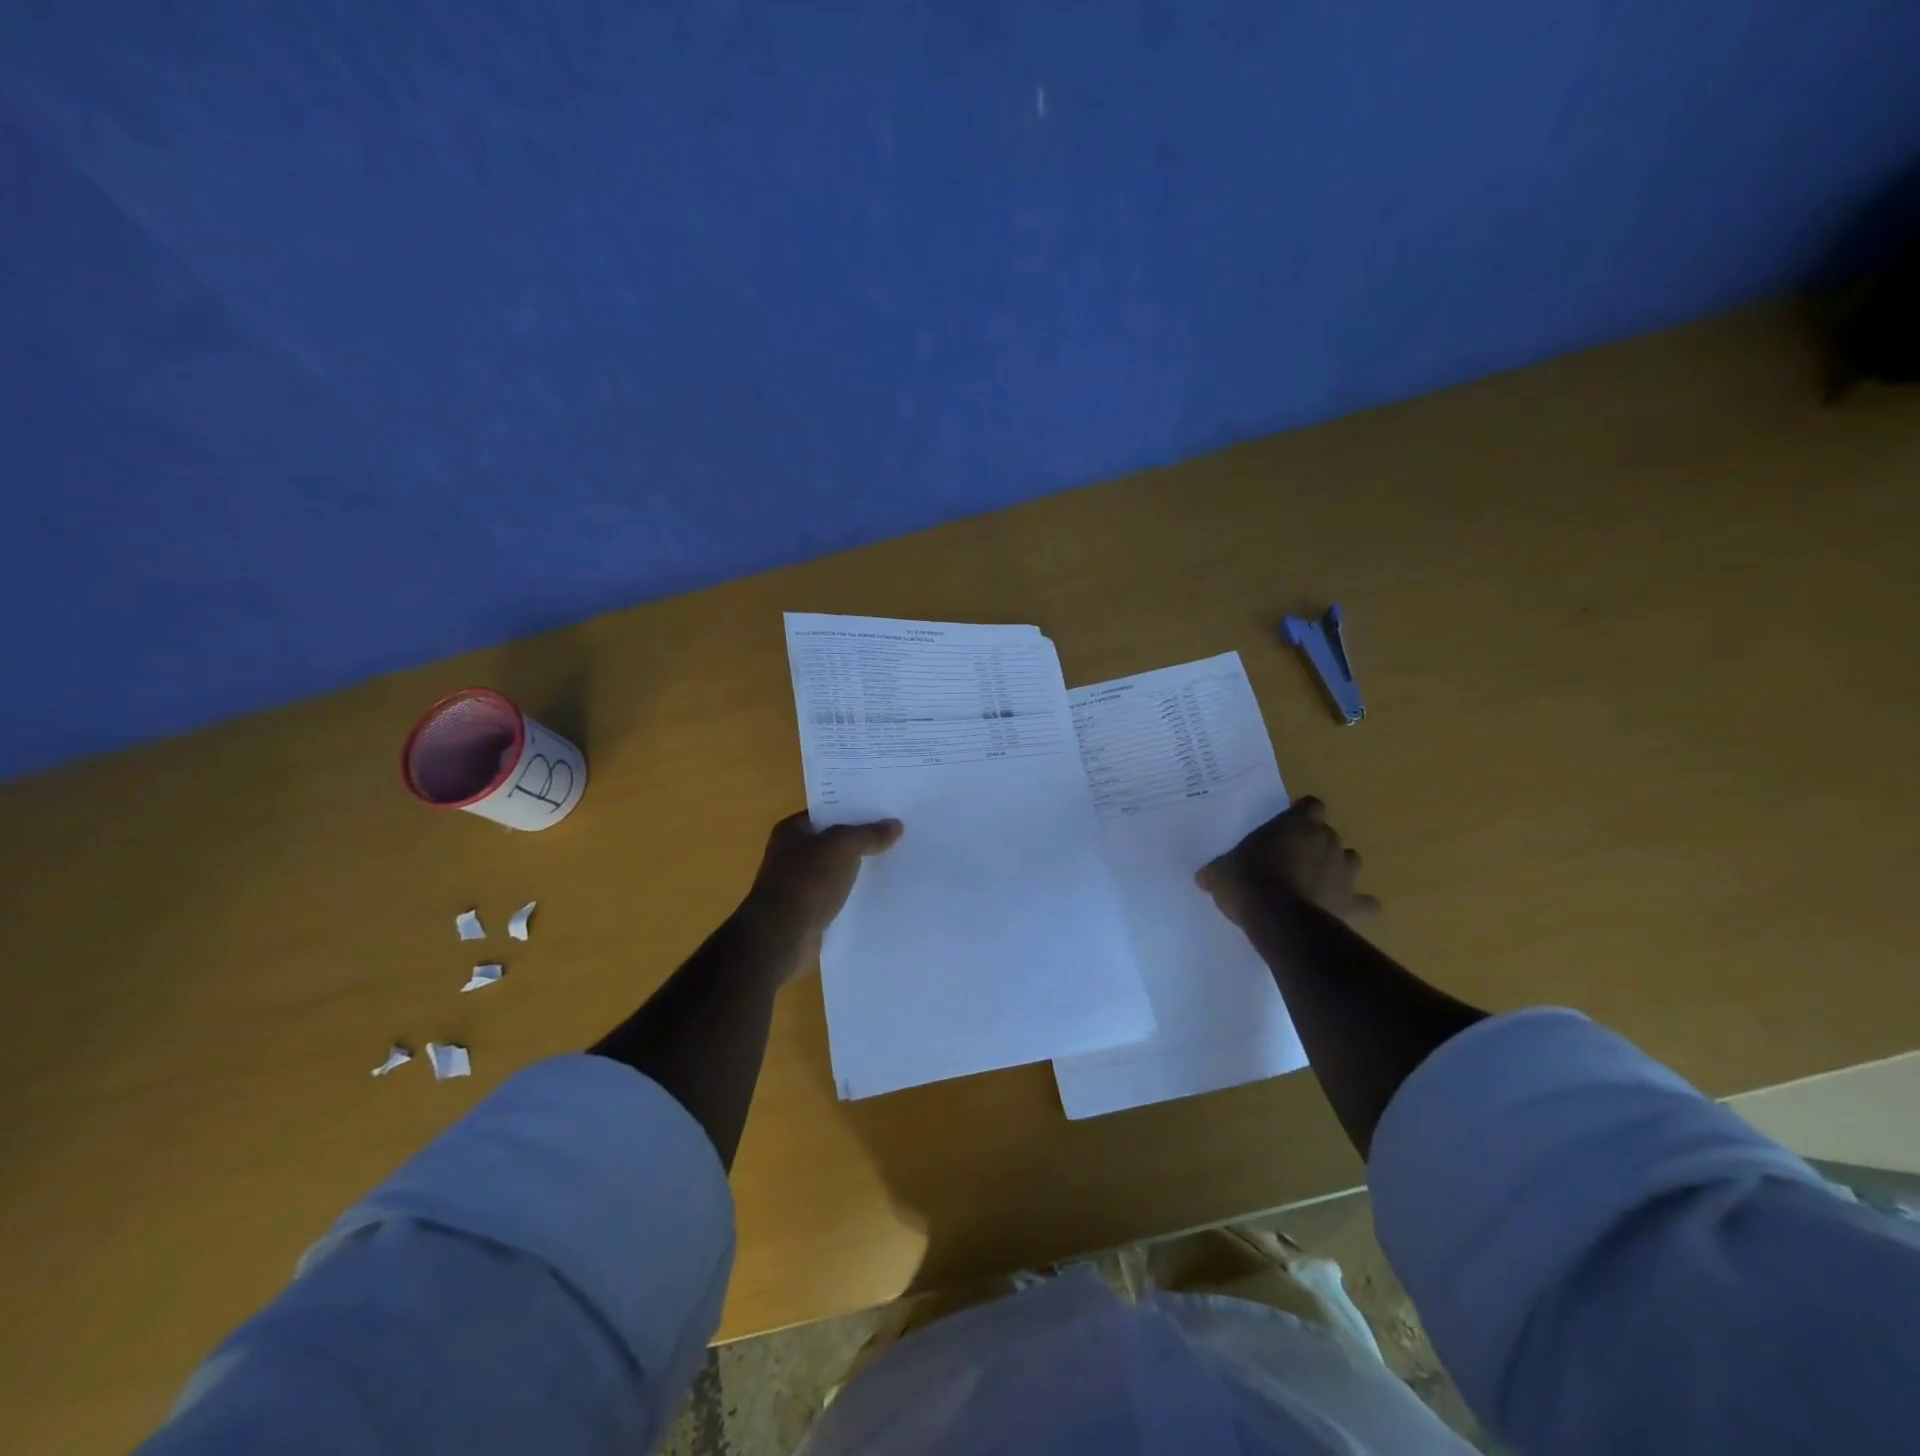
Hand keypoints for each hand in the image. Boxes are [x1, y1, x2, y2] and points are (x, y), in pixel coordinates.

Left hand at [740, 812, 903, 969]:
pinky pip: (836, 897)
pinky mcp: (807, 912)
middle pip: (833, 842)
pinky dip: (852, 896)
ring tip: (894, 865)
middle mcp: (791, 854)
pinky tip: (878, 896)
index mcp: (791, 831)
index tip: (884, 812)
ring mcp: (798, 885)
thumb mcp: (843, 847)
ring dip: (858, 871)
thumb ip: (869, 834)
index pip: (827, 813)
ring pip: (836, 871)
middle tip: (896, 838)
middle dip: (860, 842)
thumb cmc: (807, 881)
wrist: (781, 937)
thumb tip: (895, 825)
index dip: (853, 811)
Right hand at [1196, 797, 1379, 928]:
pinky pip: (1363, 903)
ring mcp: (1344, 872)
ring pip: (1351, 861)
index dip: (1301, 815)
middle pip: (1329, 834)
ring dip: (1337, 868)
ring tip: (1317, 882)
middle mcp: (1327, 841)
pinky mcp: (1352, 902)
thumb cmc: (1248, 881)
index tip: (1286, 827)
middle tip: (1293, 859)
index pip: (1310, 805)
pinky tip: (1344, 911)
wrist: (1278, 918)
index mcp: (1297, 824)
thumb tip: (1203, 877)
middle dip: (1315, 844)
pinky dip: (1357, 906)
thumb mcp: (1221, 872)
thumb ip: (1218, 870)